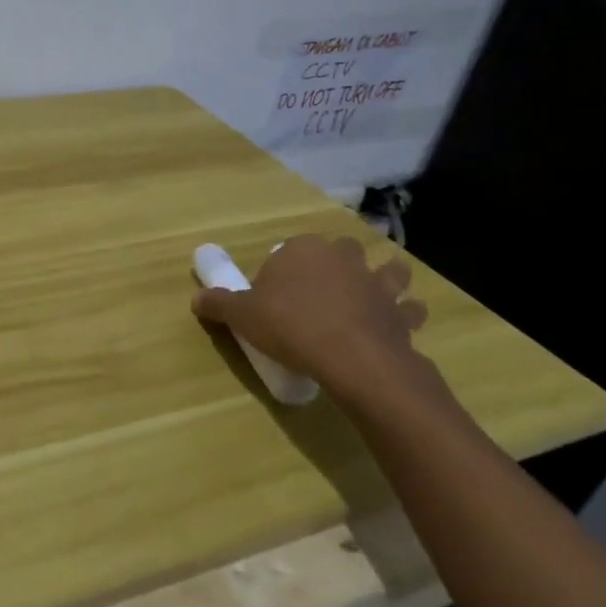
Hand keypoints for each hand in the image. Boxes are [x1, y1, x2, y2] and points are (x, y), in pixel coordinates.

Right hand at [192, 235, 449, 418]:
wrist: (351, 358)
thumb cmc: (290, 326)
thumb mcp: (241, 316)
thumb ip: (218, 304)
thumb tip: (196, 299)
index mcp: (303, 249)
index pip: (291, 248)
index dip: (285, 268)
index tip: (277, 293)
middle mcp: (343, 258)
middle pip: (341, 251)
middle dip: (337, 264)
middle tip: (321, 291)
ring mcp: (377, 283)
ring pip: (388, 271)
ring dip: (385, 278)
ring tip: (373, 294)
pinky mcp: (401, 313)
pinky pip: (410, 309)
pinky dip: (405, 315)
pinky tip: (396, 326)